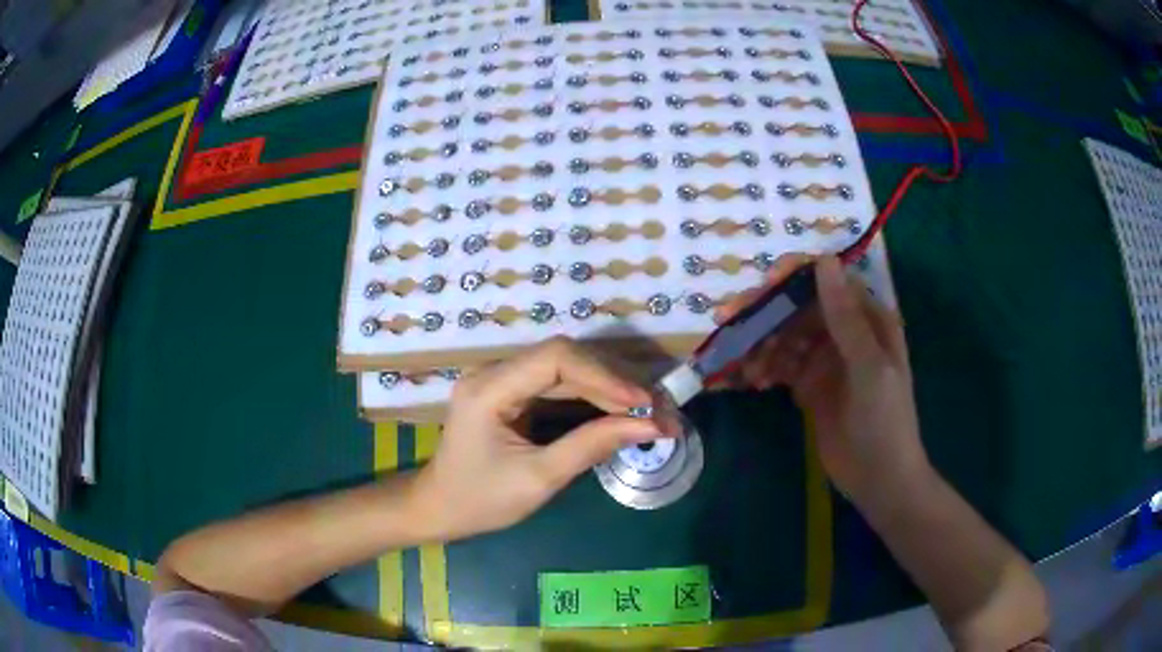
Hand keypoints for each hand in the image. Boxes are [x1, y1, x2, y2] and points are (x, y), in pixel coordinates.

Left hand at [414, 337, 662, 540]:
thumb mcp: (539, 479)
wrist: (439, 508)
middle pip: (565, 359)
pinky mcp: (510, 391)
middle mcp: (493, 372)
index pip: (557, 359)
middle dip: (616, 382)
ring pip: (566, 368)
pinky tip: (621, 410)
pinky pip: (558, 384)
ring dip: (609, 387)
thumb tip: (651, 426)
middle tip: (659, 408)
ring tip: (650, 409)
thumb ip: (592, 446)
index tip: (644, 403)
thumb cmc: (481, 501)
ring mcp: (501, 379)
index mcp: (489, 389)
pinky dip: (593, 396)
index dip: (606, 375)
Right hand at [715, 255, 930, 499]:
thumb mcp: (869, 368)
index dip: (792, 279)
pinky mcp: (809, 386)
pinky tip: (752, 382)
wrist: (879, 480)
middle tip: (727, 321)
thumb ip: (846, 318)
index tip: (761, 288)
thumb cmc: (885, 420)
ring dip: (761, 345)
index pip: (826, 282)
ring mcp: (825, 360)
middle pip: (798, 309)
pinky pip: (780, 366)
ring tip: (746, 368)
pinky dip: (764, 369)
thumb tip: (824, 260)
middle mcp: (844, 332)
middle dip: (765, 315)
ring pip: (785, 337)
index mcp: (867, 319)